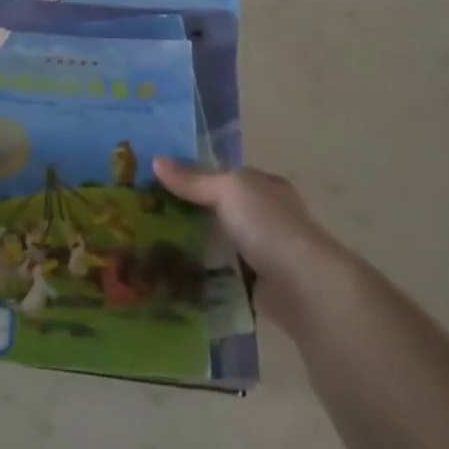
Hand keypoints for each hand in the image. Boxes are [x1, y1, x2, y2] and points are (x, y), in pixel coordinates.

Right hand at [152, 158, 347, 295]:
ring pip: (217, 243)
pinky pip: (220, 274)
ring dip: (191, 246)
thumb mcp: (228, 190)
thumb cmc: (268, 226)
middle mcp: (264, 216)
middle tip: (145, 216)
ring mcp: (261, 251)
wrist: (303, 287)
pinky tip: (172, 274)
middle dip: (186, 213)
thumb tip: (156, 160)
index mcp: (263, 186)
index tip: (155, 183)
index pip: (222, 176)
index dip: (191, 176)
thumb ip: (193, 179)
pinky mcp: (255, 283)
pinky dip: (201, 274)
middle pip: (217, 210)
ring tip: (149, 246)